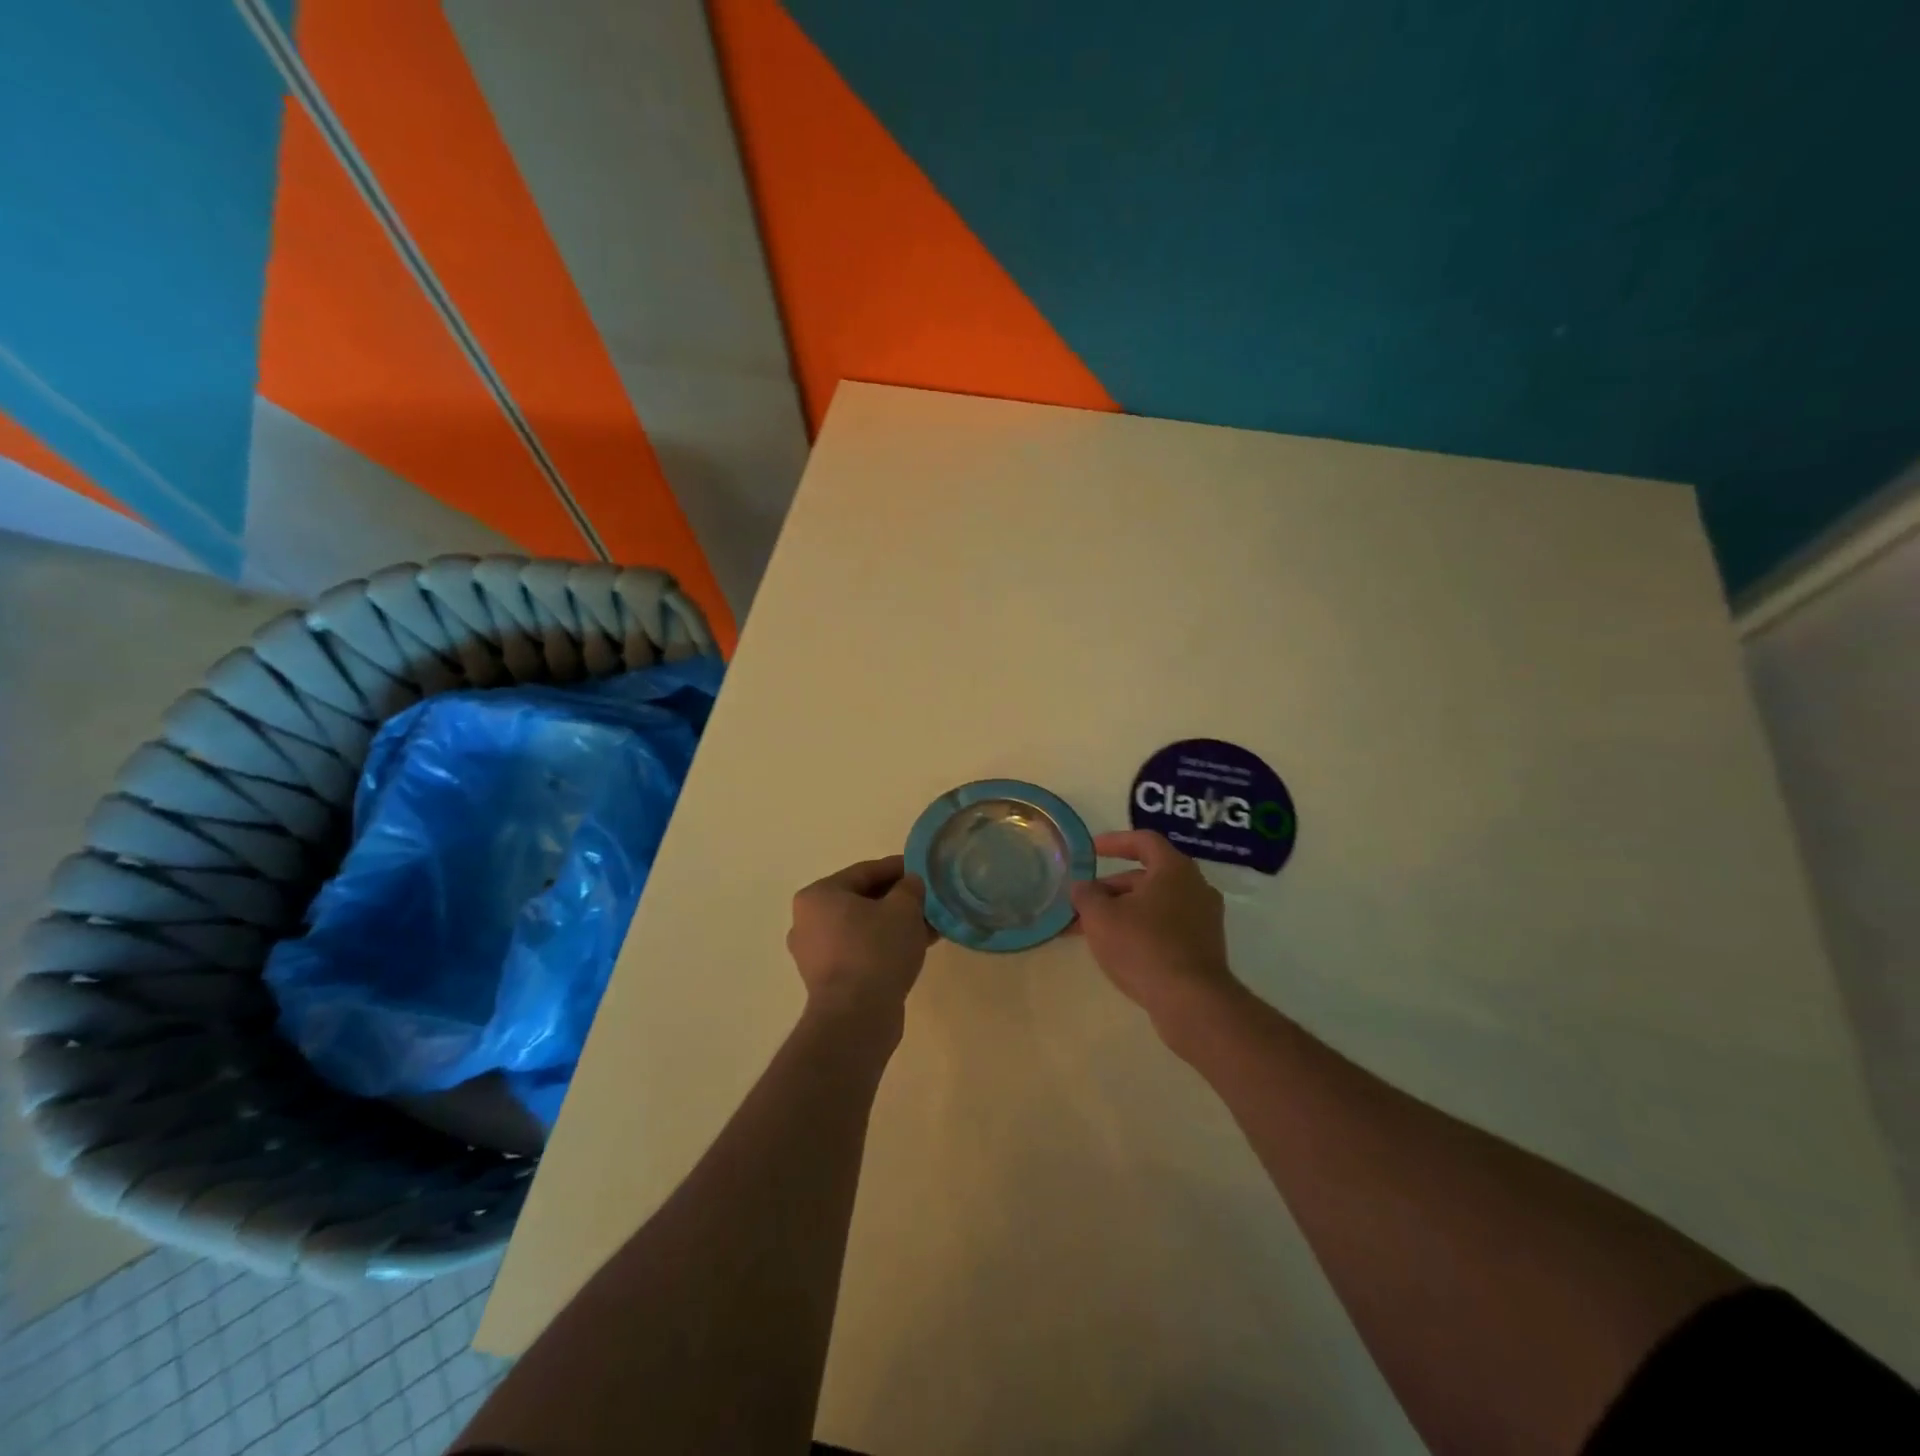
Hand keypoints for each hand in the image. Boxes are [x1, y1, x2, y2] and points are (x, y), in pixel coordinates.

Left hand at [787, 855, 935, 1016]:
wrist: (856, 1016)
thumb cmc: (876, 950)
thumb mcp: (903, 909)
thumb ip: (910, 888)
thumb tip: (910, 884)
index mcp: (818, 895)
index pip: (865, 871)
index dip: (898, 868)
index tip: (922, 870)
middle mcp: (808, 921)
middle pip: (862, 900)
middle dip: (897, 900)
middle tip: (928, 900)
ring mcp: (815, 954)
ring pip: (863, 928)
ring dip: (894, 925)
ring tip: (928, 926)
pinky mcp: (828, 981)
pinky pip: (860, 951)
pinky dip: (884, 946)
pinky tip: (915, 948)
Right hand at [1070, 831, 1238, 1027]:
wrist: (1191, 1002)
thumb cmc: (1143, 946)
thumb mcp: (1100, 916)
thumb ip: (1086, 895)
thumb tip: (1082, 887)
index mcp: (1174, 869)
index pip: (1144, 841)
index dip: (1114, 842)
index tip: (1090, 851)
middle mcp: (1195, 887)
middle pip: (1147, 876)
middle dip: (1111, 888)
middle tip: (1082, 903)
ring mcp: (1203, 919)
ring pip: (1154, 905)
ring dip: (1122, 912)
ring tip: (1090, 930)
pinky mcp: (1204, 948)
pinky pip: (1166, 928)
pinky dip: (1140, 930)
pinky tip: (1117, 950)